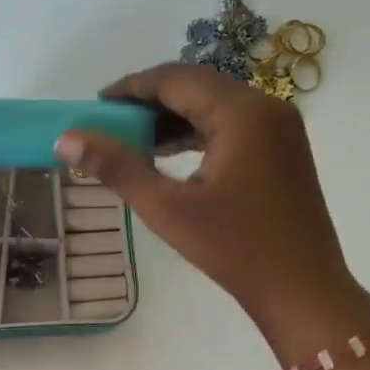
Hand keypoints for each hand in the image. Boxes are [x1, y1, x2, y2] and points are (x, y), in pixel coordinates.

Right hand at [56, 63, 369, 361]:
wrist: (302, 291)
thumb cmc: (234, 249)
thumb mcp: (167, 208)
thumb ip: (117, 167)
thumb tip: (67, 138)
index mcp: (241, 112)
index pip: (175, 79)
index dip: (131, 88)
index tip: (94, 106)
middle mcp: (266, 106)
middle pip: (196, 85)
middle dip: (149, 101)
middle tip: (108, 123)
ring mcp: (279, 127)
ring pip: (214, 104)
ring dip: (172, 117)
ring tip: (130, 140)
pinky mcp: (282, 149)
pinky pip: (231, 124)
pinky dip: (196, 132)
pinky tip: (167, 154)